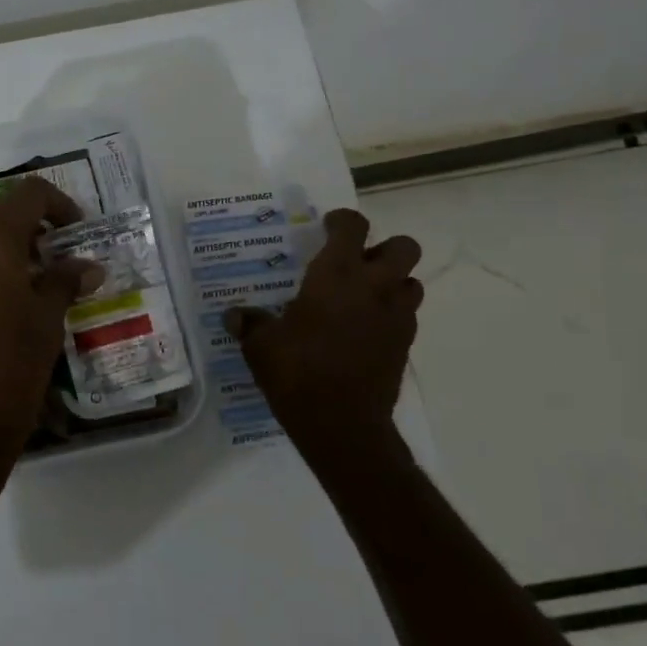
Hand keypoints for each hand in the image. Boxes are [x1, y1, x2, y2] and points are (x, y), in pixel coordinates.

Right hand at [226, 209, 422, 468]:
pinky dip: (390, 314)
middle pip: (404, 247)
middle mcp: (374, 287)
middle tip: (356, 262)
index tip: (326, 227)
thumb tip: (234, 315)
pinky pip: (406, 316)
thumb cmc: (297, 372)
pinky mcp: (405, 345)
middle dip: (384, 247)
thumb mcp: (260, 345)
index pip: (353, 226)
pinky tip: (364, 330)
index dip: (341, 221)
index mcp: (336, 275)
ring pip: (412, 282)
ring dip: (393, 281)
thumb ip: (249, 324)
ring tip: (363, 295)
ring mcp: (396, 317)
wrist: (341, 424)